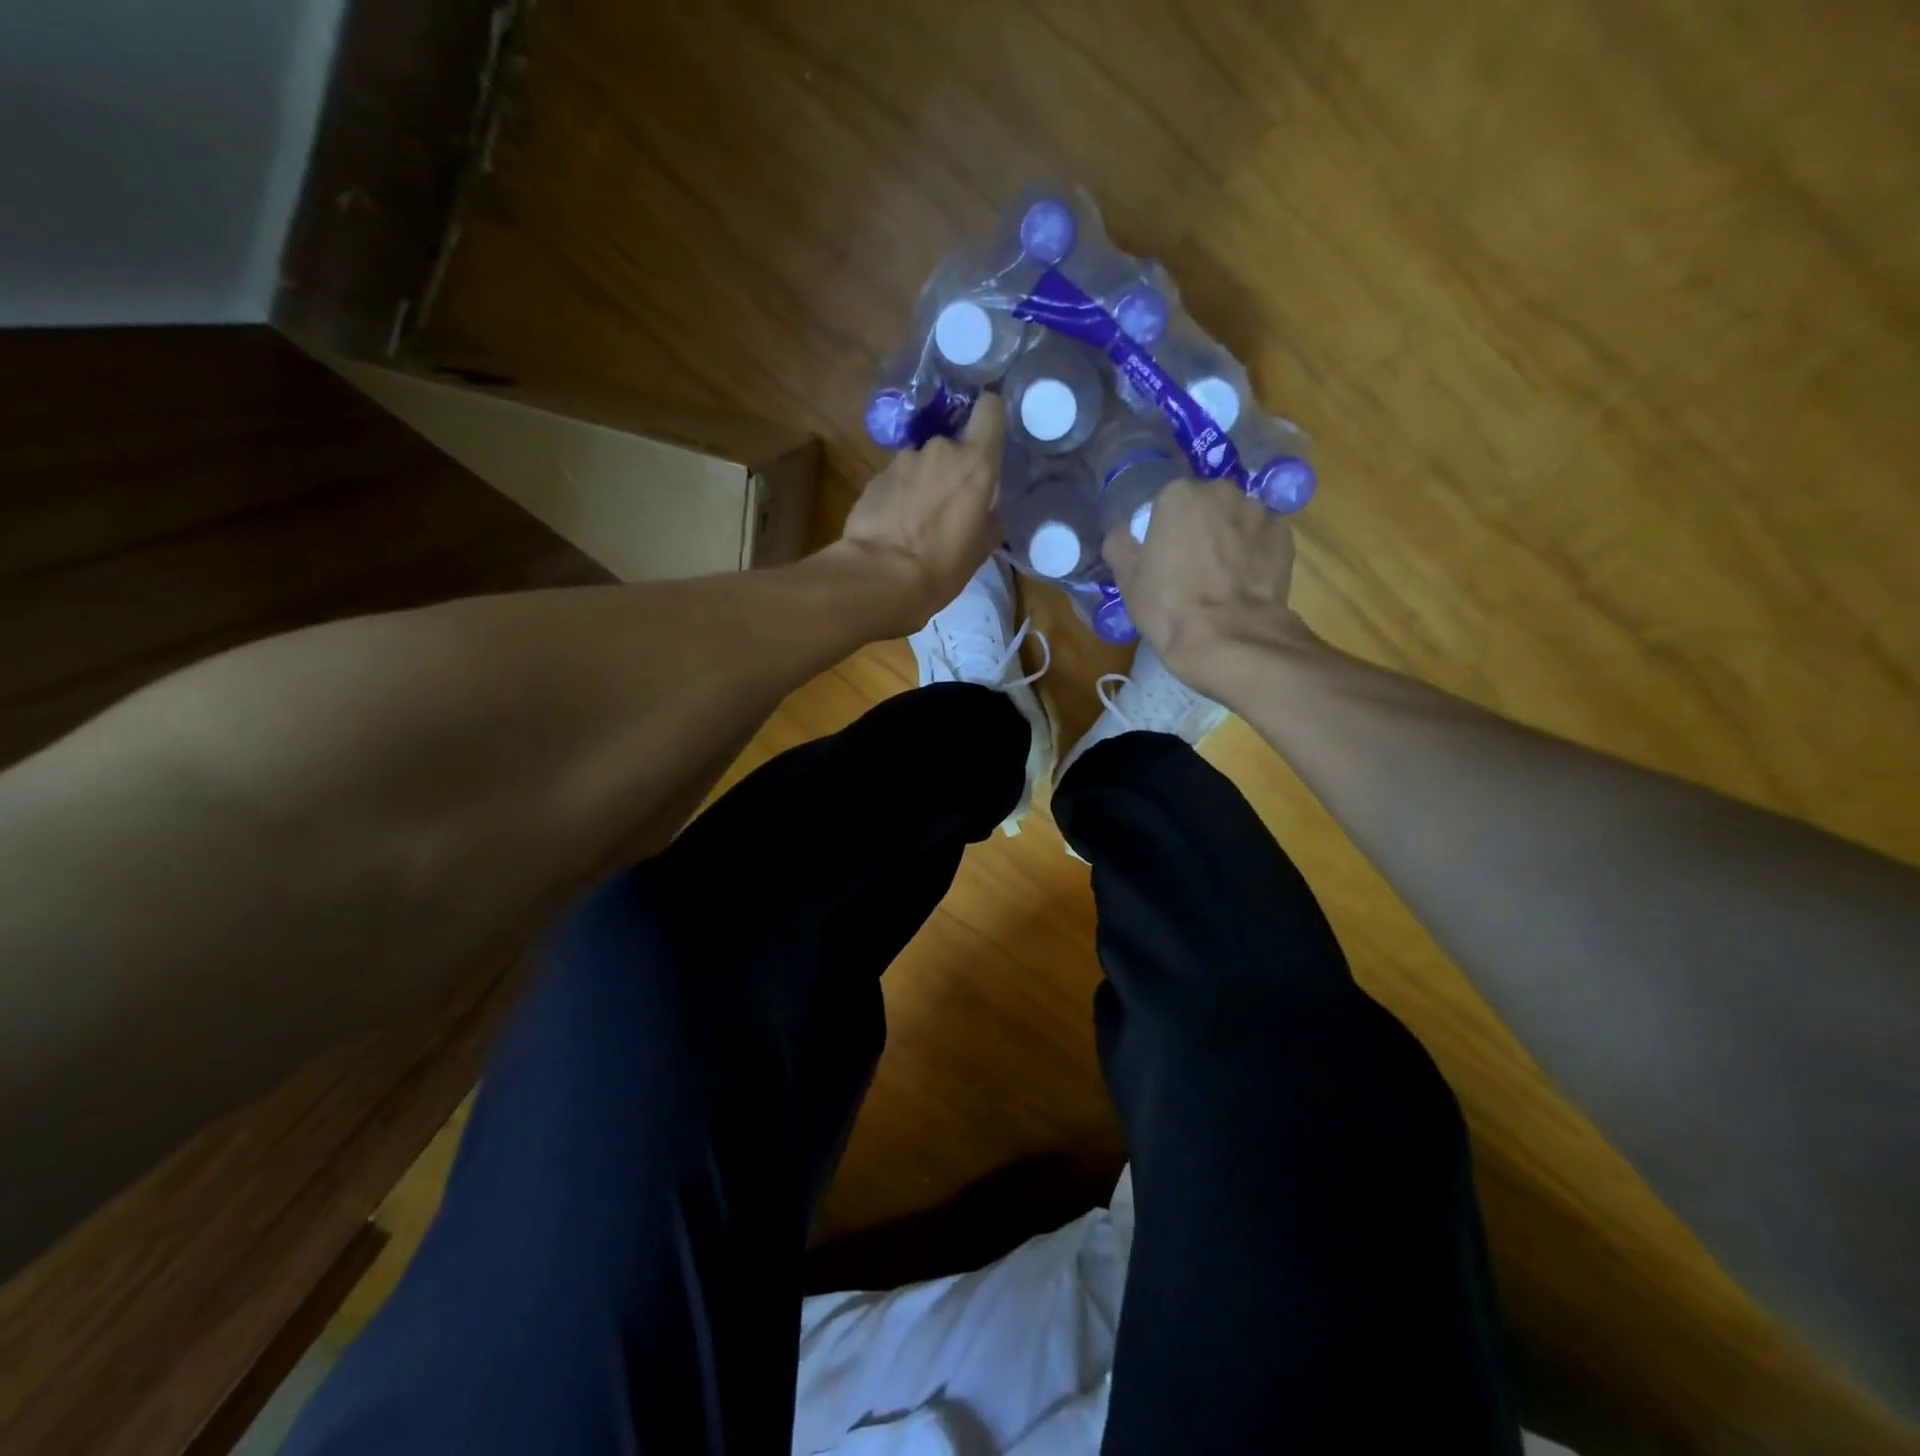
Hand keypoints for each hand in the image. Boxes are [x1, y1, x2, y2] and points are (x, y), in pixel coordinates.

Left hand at [834, 394, 1005, 633]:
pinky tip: (895, 525)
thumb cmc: (942, 566)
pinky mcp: (875, 477)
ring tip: (918, 520)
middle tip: (950, 504)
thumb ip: (988, 517)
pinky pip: (897, 479)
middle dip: (952, 468)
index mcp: (976, 463)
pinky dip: (899, 495)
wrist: (880, 577)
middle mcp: (940, 450)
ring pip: (922, 462)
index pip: (990, 409)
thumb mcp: (981, 548)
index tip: (988, 437)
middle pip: (953, 444)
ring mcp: (903, 460)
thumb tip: (986, 509)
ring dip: (923, 482)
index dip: (990, 418)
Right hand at [1102, 477, 1315, 696]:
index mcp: (1178, 495)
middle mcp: (1221, 491)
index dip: (1164, 530)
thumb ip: (1120, 545)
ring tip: (1223, 577)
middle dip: (1201, 527)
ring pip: (1236, 519)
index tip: (1163, 556)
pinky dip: (1254, 553)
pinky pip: (1262, 539)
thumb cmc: (1169, 606)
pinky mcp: (1284, 537)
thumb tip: (1123, 532)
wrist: (1228, 637)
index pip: (1166, 503)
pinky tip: (1245, 582)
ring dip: (1230, 538)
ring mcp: (1258, 512)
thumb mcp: (1127, 580)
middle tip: (1192, 565)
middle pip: (1206, 504)